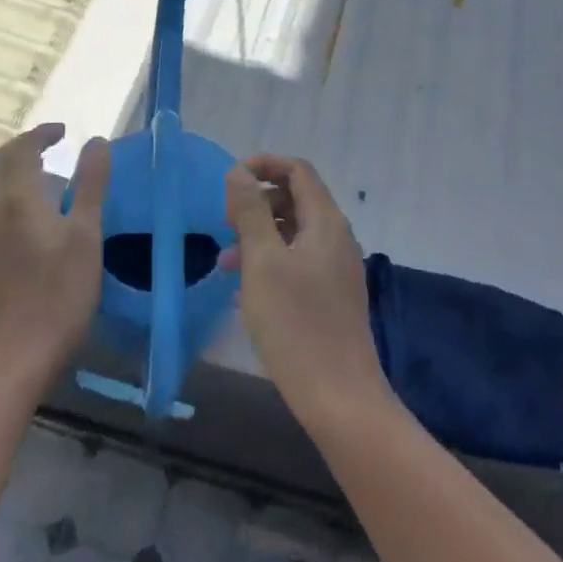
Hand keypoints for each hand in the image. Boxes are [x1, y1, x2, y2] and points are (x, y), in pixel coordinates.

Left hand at [0, 123, 111, 396]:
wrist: (13, 356)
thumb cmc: (58, 294)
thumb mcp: (85, 235)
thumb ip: (91, 185)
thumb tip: (96, 141)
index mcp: (17, 200)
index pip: (20, 150)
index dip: (40, 134)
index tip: (64, 131)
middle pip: (0, 166)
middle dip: (24, 148)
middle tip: (53, 145)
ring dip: (17, 171)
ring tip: (47, 174)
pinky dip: (13, 195)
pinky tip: (35, 215)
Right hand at [223, 155, 391, 422]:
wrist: (338, 396)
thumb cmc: (296, 324)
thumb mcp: (263, 262)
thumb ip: (250, 212)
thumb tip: (239, 172)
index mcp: (326, 222)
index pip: (298, 171)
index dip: (264, 165)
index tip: (229, 180)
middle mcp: (337, 238)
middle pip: (296, 199)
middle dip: (257, 204)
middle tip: (224, 225)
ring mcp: (336, 269)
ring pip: (294, 234)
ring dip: (259, 237)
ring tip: (225, 263)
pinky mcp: (331, 297)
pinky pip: (298, 263)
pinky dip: (271, 263)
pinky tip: (246, 290)